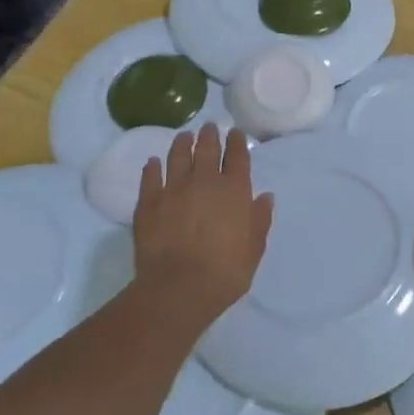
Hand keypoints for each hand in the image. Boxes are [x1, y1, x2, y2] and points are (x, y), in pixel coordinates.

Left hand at [132, 126, 274, 325]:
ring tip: (184, 136)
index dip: (237, 142)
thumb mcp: (254, 249)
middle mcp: (205, 181)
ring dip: (182, 143)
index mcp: (234, 190)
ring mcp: (174, 188)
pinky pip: (151, 177)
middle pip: (207, 149)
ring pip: (178, 156)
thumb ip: (259, 219)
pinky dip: (153, 167)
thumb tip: (264, 197)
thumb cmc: (225, 271)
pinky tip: (153, 163)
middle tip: (210, 127)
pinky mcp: (149, 201)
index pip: (238, 156)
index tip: (235, 133)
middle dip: (210, 135)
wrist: (178, 288)